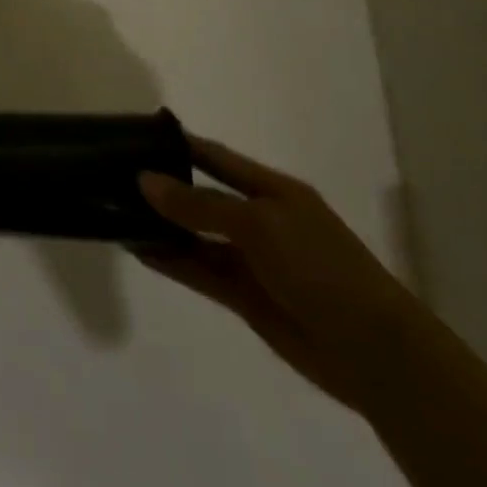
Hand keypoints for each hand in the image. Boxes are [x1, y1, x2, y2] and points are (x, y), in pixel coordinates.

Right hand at [137, 137, 429, 413]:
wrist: (373, 352)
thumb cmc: (321, 268)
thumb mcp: (258, 224)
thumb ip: (199, 204)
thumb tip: (144, 180)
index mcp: (273, 191)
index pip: (217, 158)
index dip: (180, 145)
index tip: (136, 135)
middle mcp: (260, 219)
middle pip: (202, 196)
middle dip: (163, 187)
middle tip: (113, 177)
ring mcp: (252, 259)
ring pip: (196, 236)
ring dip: (161, 227)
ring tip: (115, 214)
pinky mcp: (245, 295)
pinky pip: (199, 270)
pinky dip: (170, 261)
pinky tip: (139, 251)